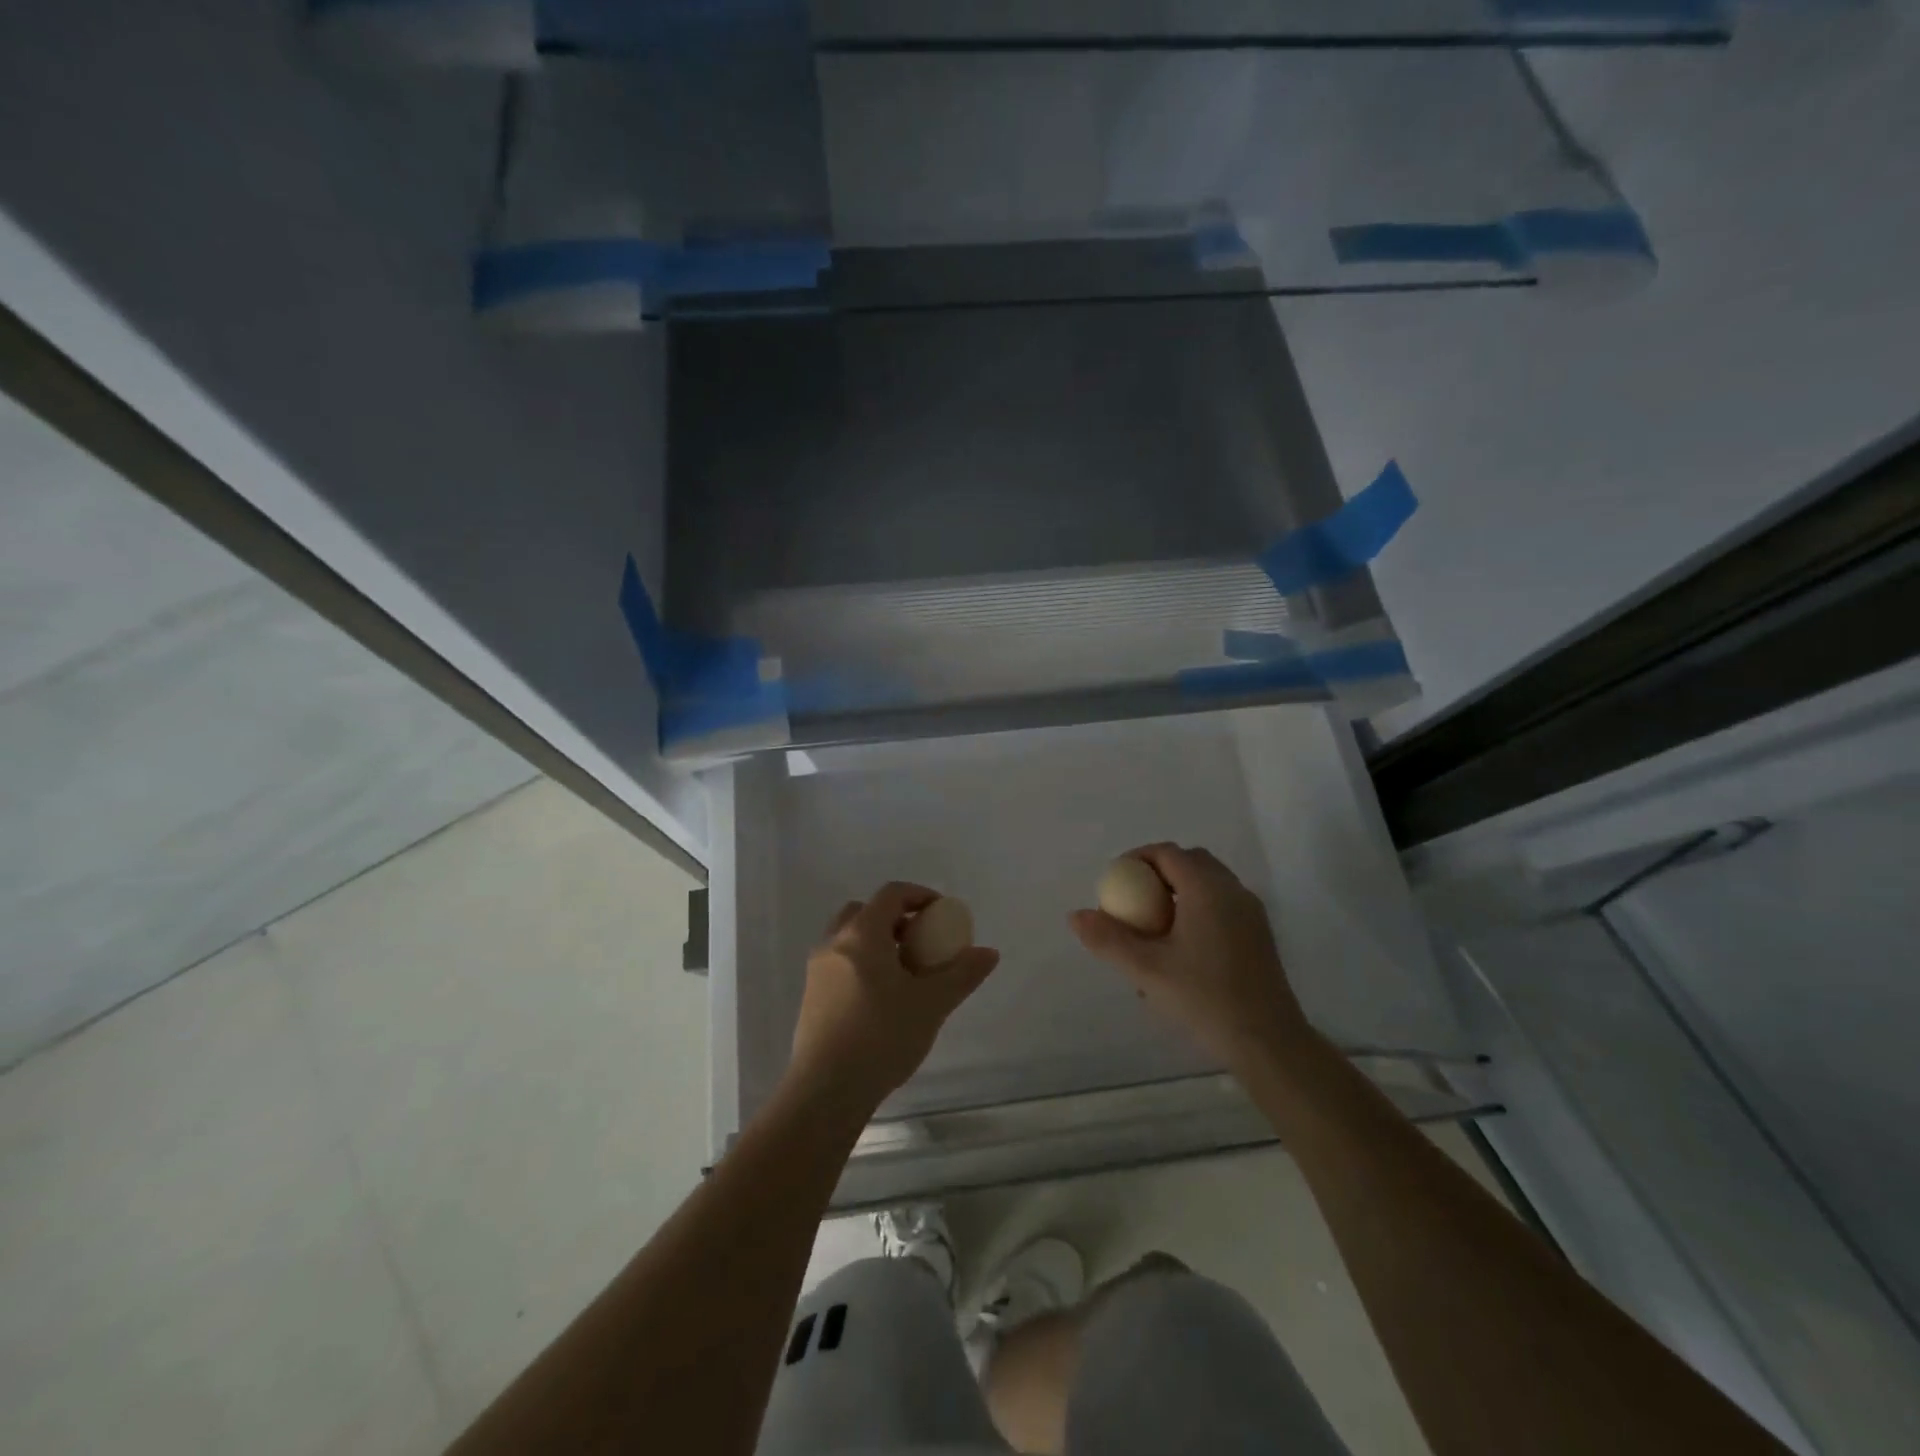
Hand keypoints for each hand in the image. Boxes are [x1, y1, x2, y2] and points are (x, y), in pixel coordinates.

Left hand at [787, 882, 999, 1116]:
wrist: (826, 1090)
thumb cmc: (882, 1036)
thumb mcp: (932, 1004)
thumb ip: (962, 974)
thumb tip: (988, 952)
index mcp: (862, 934)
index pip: (891, 894)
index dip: (919, 895)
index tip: (941, 913)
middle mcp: (834, 943)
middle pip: (864, 912)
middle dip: (894, 918)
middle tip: (920, 941)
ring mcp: (817, 971)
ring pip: (849, 940)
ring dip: (877, 943)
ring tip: (904, 973)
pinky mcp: (810, 998)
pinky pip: (839, 964)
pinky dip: (861, 965)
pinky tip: (881, 1000)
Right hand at [1070, 844, 1309, 1074]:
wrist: (1268, 1042)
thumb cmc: (1205, 999)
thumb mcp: (1147, 971)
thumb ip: (1109, 939)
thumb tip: (1076, 915)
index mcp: (1207, 889)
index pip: (1167, 853)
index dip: (1137, 859)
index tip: (1114, 883)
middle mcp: (1232, 890)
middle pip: (1190, 861)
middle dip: (1157, 871)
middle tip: (1132, 899)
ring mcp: (1251, 911)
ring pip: (1209, 882)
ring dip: (1179, 889)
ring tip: (1154, 924)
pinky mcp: (1259, 933)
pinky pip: (1222, 903)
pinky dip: (1198, 906)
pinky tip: (1183, 946)